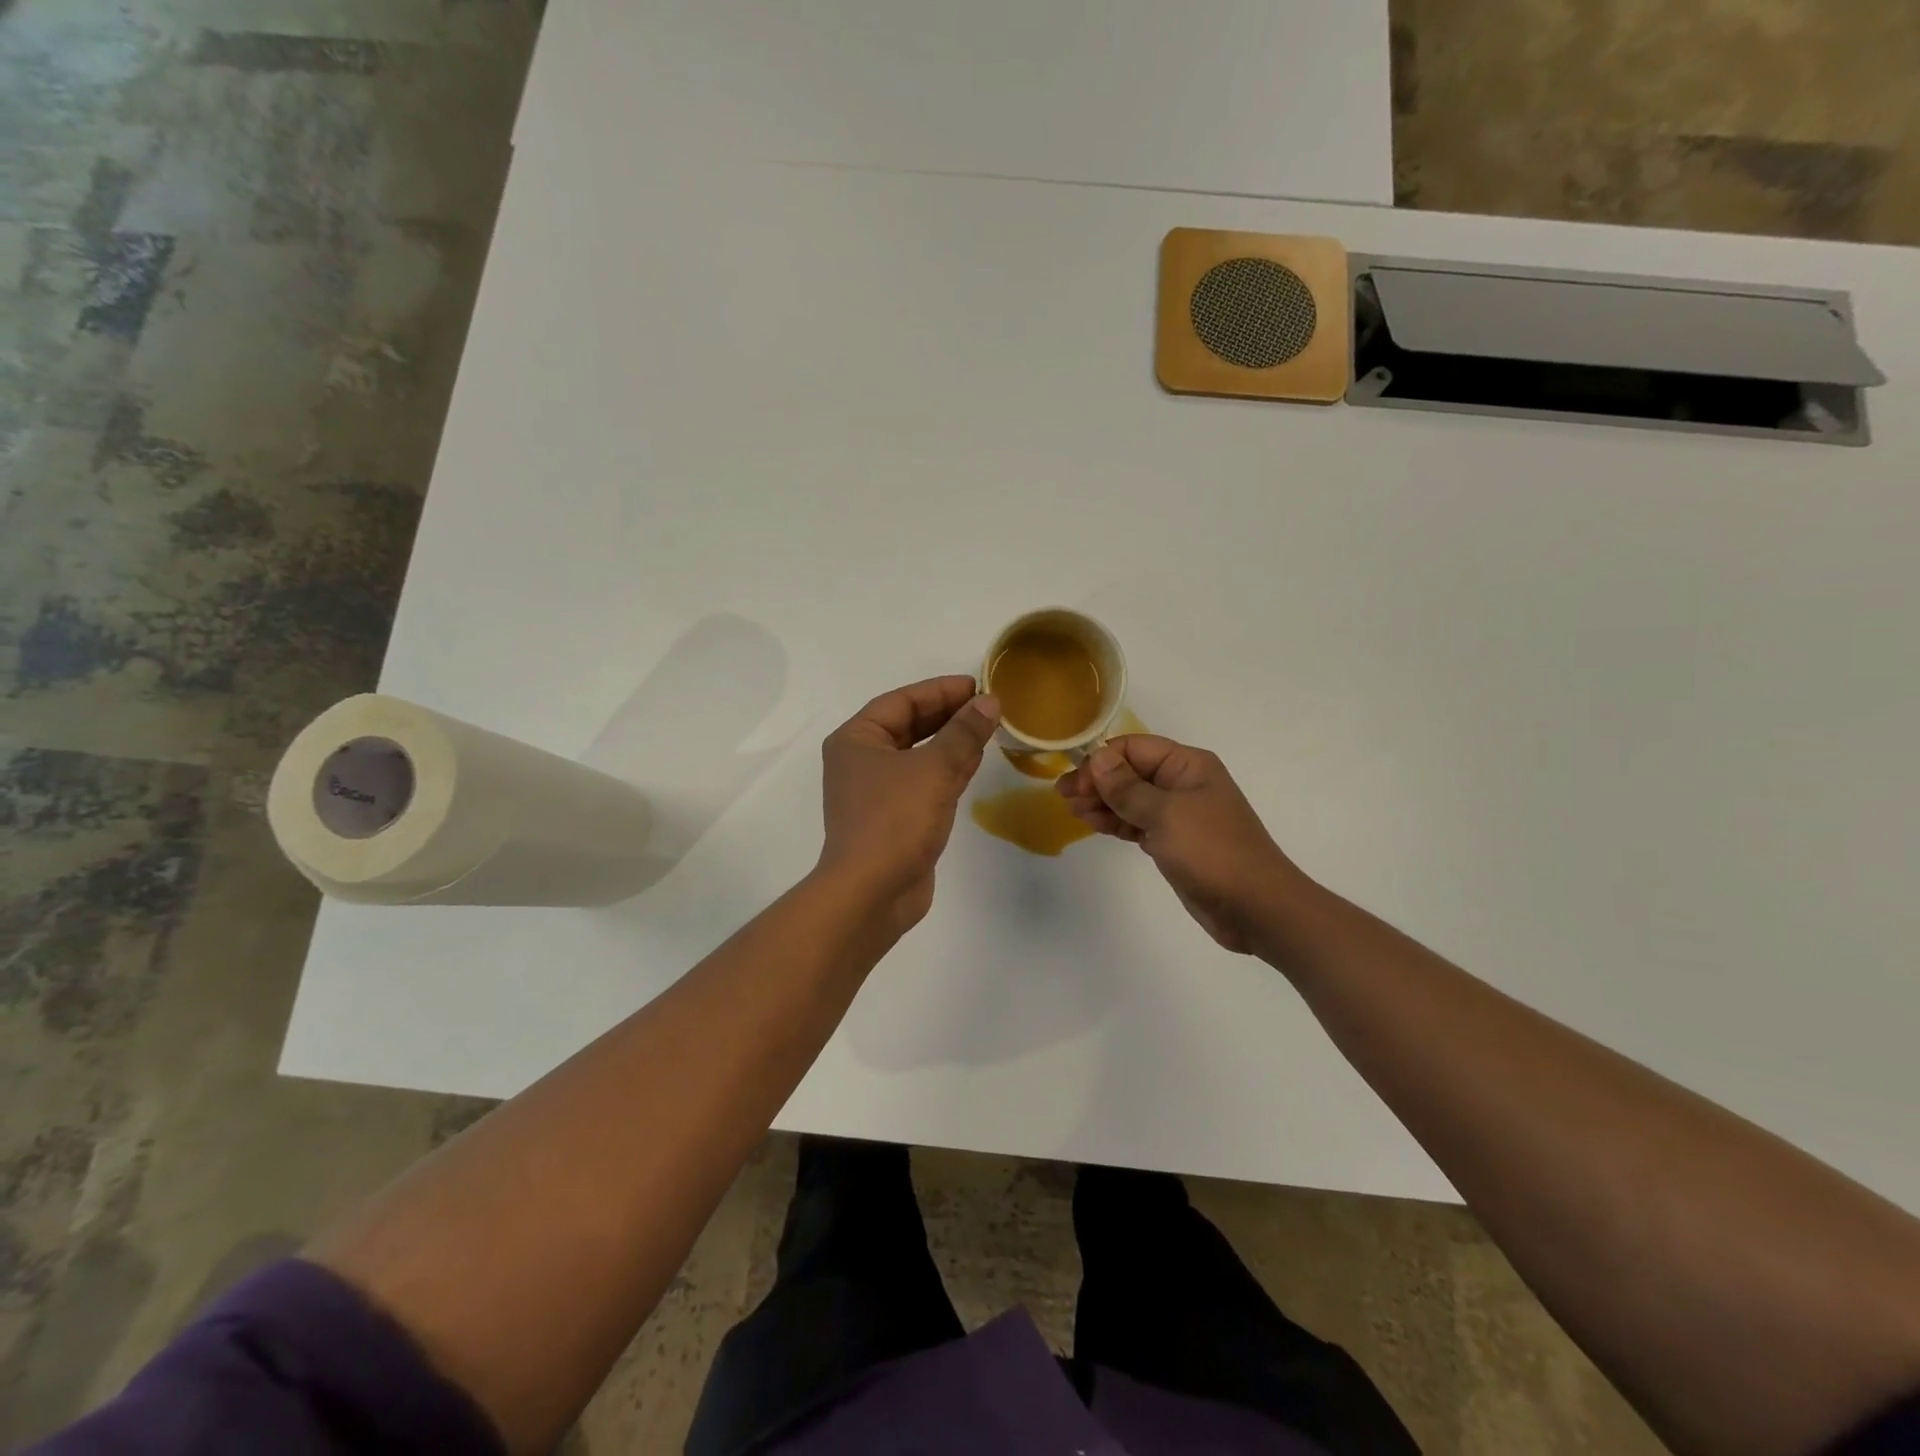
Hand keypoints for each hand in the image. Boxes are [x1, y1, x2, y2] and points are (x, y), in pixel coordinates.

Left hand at [818, 675, 1001, 934]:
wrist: (871, 893)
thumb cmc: (894, 820)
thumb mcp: (933, 769)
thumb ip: (963, 733)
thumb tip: (990, 702)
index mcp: (857, 739)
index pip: (902, 701)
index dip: (941, 690)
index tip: (979, 685)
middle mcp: (862, 760)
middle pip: (909, 725)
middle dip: (949, 714)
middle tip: (989, 705)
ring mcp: (877, 791)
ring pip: (919, 754)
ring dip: (952, 741)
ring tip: (989, 728)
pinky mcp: (895, 818)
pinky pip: (924, 782)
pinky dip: (948, 769)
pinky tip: (975, 761)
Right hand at [1056, 736, 1301, 953]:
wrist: (1256, 907)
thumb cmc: (1212, 852)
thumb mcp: (1165, 814)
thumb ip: (1127, 787)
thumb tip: (1097, 758)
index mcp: (1188, 765)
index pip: (1134, 748)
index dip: (1102, 761)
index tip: (1076, 783)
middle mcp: (1183, 783)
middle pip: (1131, 772)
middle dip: (1098, 781)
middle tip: (1064, 797)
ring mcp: (1179, 814)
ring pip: (1131, 799)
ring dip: (1103, 802)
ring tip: (1074, 811)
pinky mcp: (1174, 842)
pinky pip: (1138, 823)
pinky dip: (1116, 822)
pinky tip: (1094, 825)